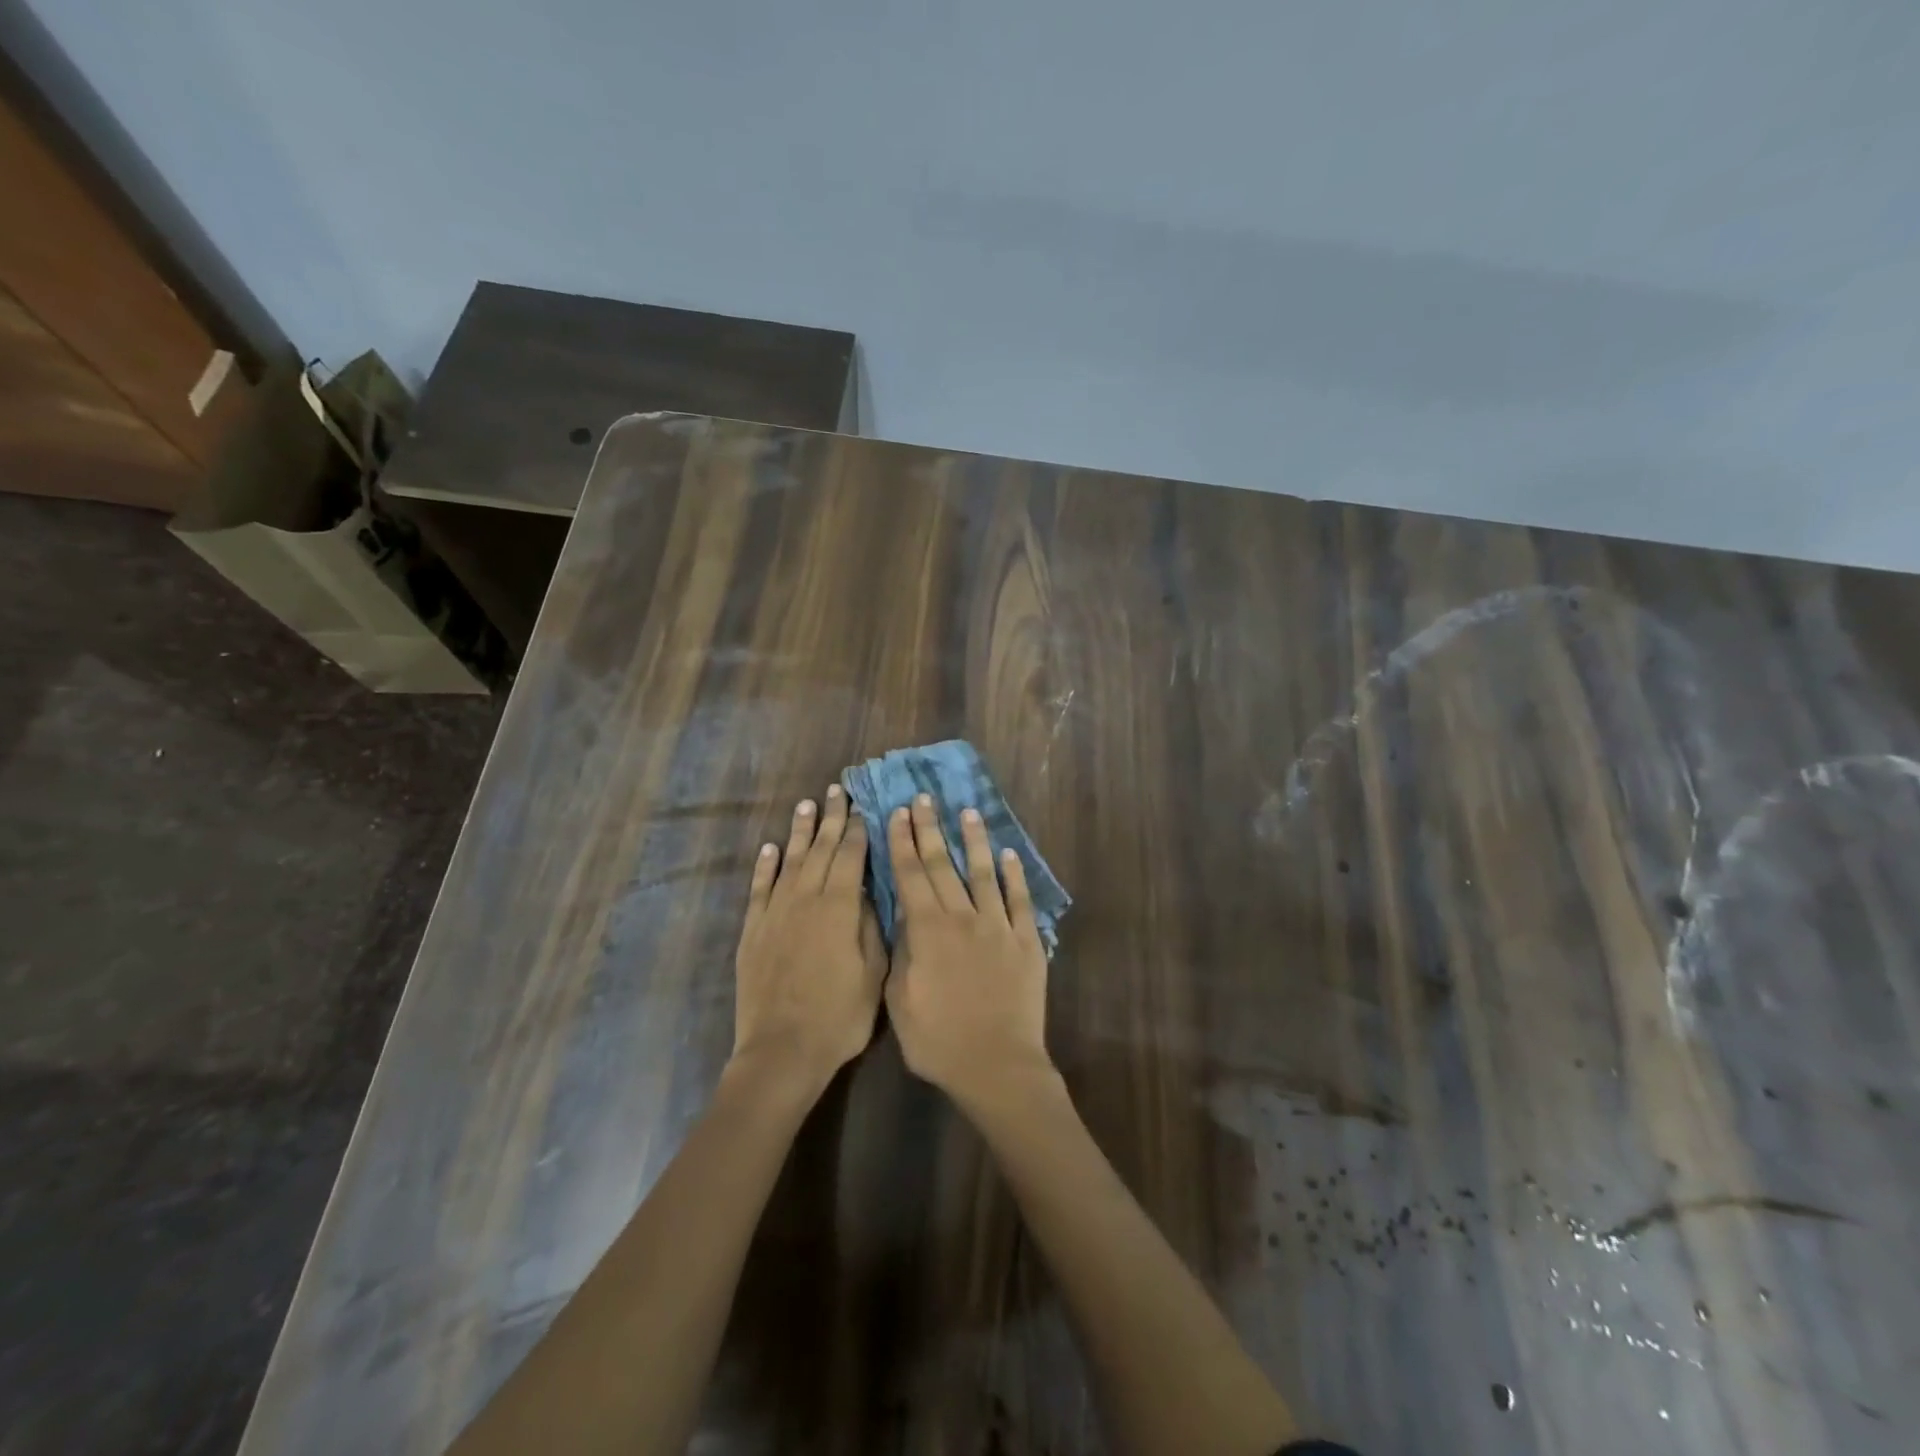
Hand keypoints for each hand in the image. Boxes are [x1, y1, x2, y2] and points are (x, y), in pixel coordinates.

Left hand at [732, 787, 885, 1091]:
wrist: (782, 1050)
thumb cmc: (839, 1016)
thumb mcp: (873, 974)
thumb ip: (871, 927)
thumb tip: (868, 892)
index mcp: (839, 907)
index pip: (851, 856)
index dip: (859, 830)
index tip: (864, 807)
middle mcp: (805, 899)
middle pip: (822, 850)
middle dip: (832, 819)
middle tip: (837, 791)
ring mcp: (775, 913)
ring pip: (791, 861)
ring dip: (800, 832)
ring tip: (807, 805)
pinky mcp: (753, 931)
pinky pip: (759, 888)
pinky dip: (765, 866)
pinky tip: (770, 848)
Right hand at [883, 794, 1051, 1103]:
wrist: (997, 1065)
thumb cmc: (938, 1041)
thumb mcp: (899, 1001)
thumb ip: (900, 953)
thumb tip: (902, 917)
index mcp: (927, 931)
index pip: (910, 876)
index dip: (902, 842)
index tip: (898, 813)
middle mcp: (962, 918)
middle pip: (942, 865)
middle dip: (930, 829)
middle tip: (924, 798)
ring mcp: (998, 926)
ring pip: (983, 873)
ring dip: (974, 840)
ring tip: (968, 812)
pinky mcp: (1026, 941)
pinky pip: (1019, 900)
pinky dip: (1014, 875)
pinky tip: (1009, 855)